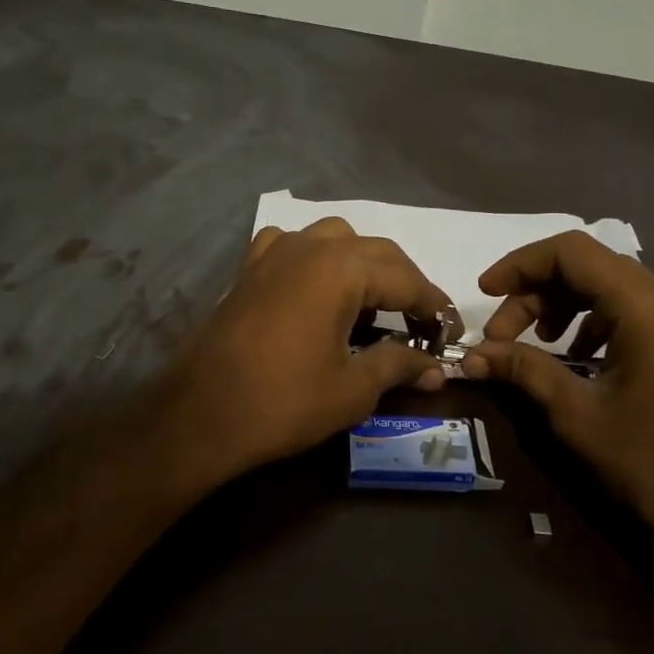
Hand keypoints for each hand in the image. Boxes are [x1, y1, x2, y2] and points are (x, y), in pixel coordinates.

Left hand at [160, 219, 451, 482]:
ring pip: (334, 239)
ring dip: (362, 265)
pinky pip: (291, 246)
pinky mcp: (248, 269)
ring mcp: (274, 252)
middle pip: (376, 253)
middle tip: (421, 321)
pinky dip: (314, 260)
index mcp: (343, 268)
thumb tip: (437, 370)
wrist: (201, 414)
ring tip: (370, 305)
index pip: (407, 280)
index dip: (434, 306)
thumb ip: (399, 365)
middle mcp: (311, 246)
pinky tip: (313, 287)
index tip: (451, 330)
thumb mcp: (353, 388)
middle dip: (405, 283)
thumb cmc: (284, 401)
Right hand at [463, 232, 653, 562]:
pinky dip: (594, 322)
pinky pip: (633, 310)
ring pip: (610, 287)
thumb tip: (471, 355)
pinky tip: (577, 358)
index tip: (483, 293)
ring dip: (562, 307)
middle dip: (535, 293)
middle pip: (589, 267)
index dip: (519, 265)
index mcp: (648, 306)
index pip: (571, 252)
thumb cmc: (650, 465)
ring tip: (534, 346)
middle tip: (500, 338)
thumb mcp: (576, 414)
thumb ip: (523, 369)